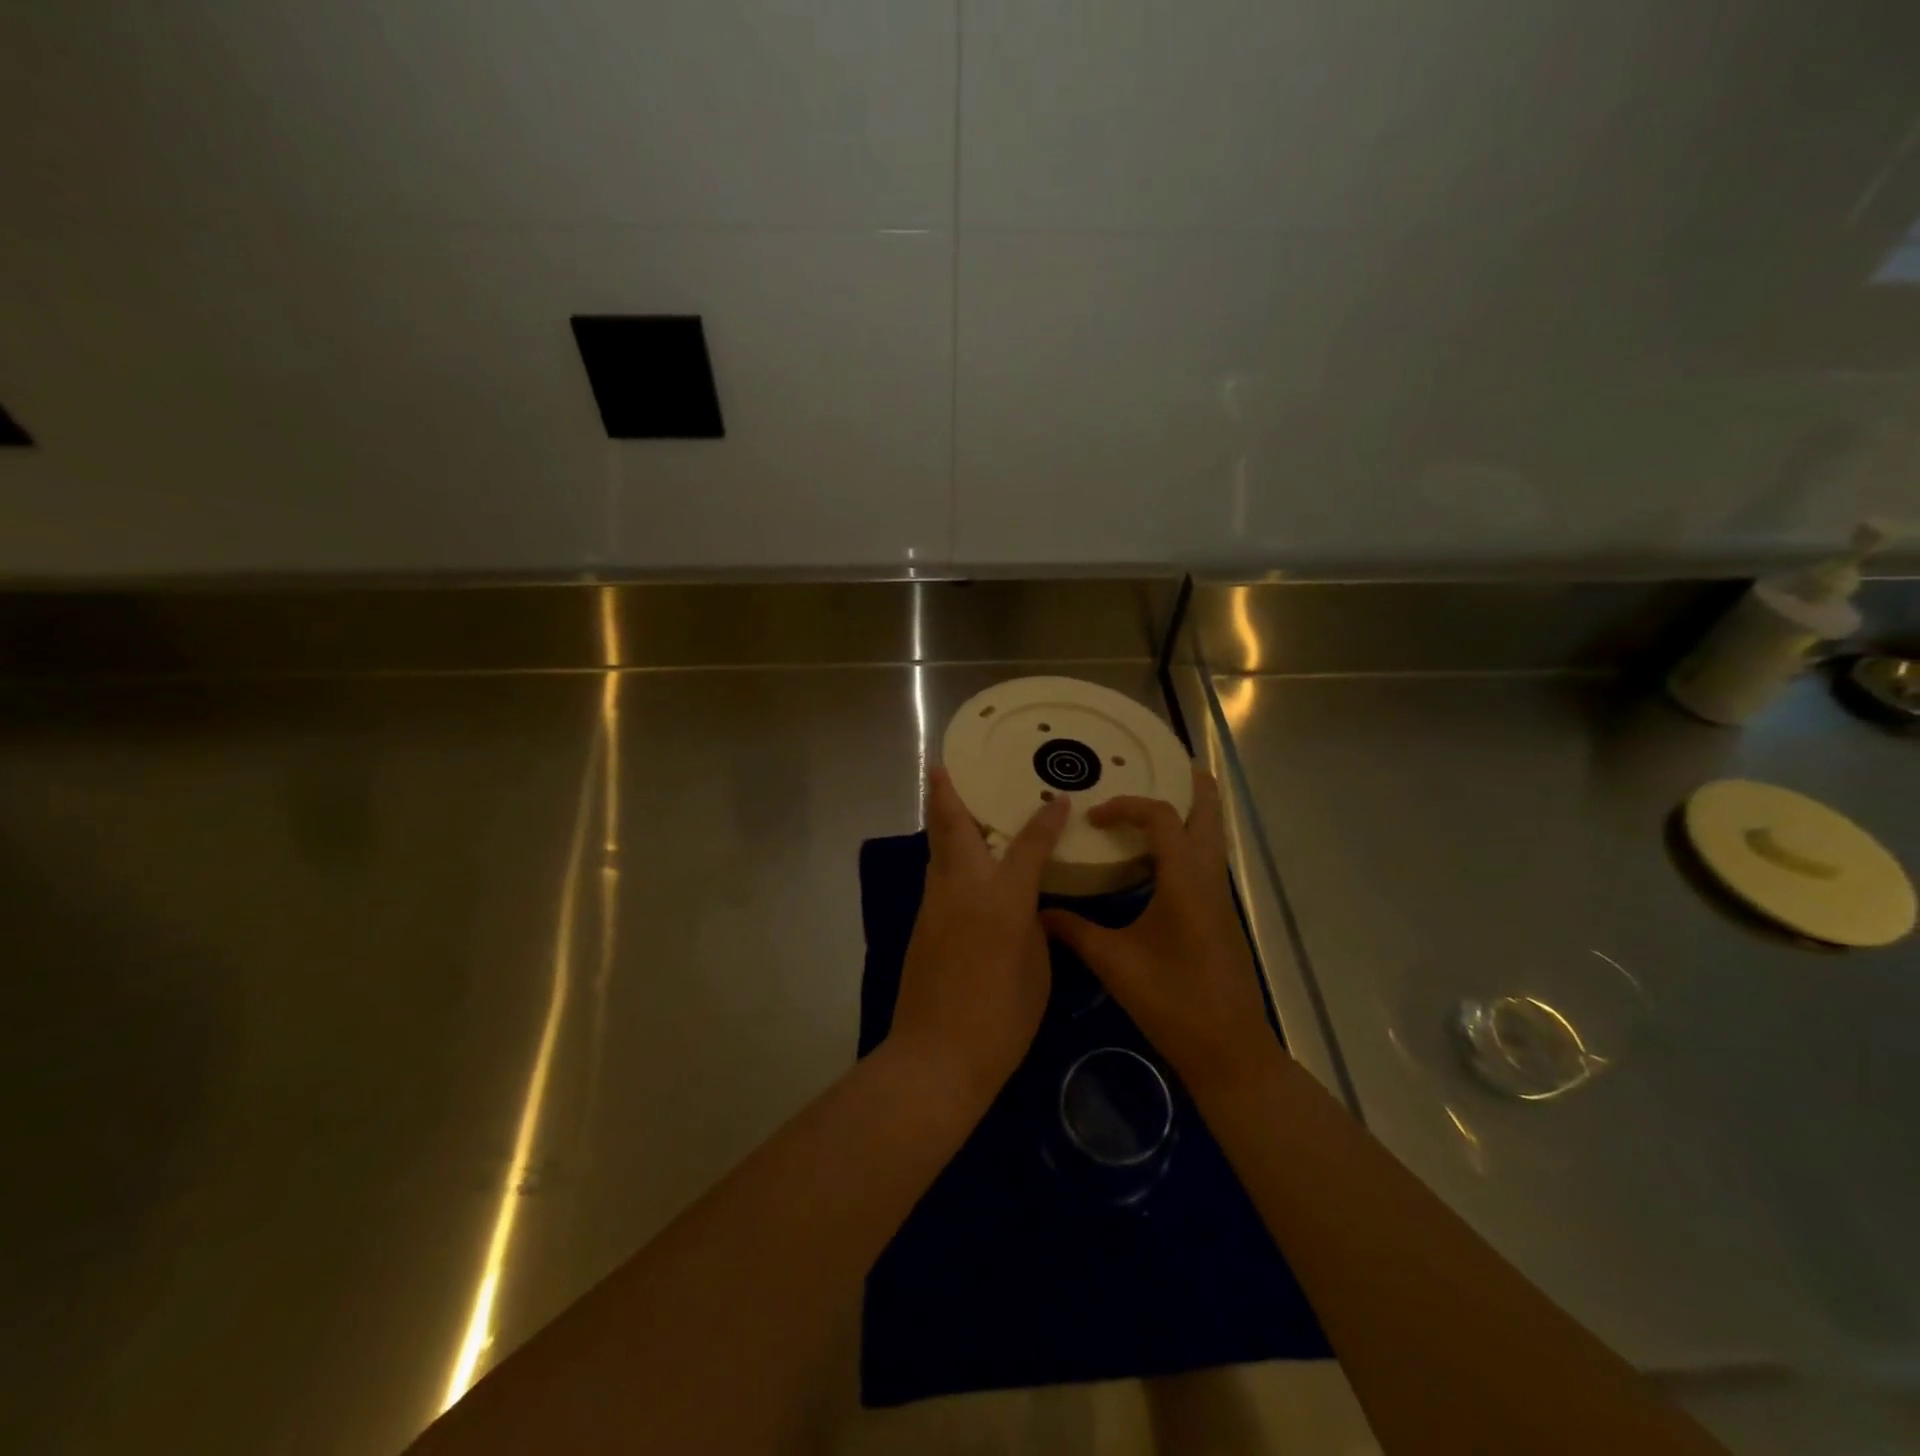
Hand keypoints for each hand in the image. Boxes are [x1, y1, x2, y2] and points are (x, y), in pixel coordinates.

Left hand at [888, 767, 1069, 1103]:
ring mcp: (936, 904)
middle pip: (954, 828)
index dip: (1046, 821)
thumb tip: (1026, 909)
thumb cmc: (1001, 1018)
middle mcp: (964, 888)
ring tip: (949, 800)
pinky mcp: (922, 923)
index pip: (1029, 845)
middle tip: (942, 765)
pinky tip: (957, 861)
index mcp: (1003, 898)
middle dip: (948, 793)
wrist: (936, 1055)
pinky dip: (945, 856)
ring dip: (943, 821)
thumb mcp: (1037, 970)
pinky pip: (937, 876)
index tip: (1058, 800)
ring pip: (938, 850)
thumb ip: (1033, 928)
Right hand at [1041, 766, 1273, 1091]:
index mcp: (1185, 880)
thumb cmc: (1173, 1001)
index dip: (1127, 806)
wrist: (1229, 1050)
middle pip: (1209, 815)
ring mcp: (1219, 898)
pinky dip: (1187, 843)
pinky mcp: (1219, 916)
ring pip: (1212, 839)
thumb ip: (1075, 931)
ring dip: (1191, 813)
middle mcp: (1209, 879)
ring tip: (1155, 803)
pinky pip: (1206, 862)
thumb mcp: (1115, 964)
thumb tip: (1038, 912)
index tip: (1094, 818)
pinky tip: (1158, 860)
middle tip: (1165, 764)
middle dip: (1191, 785)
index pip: (1162, 818)